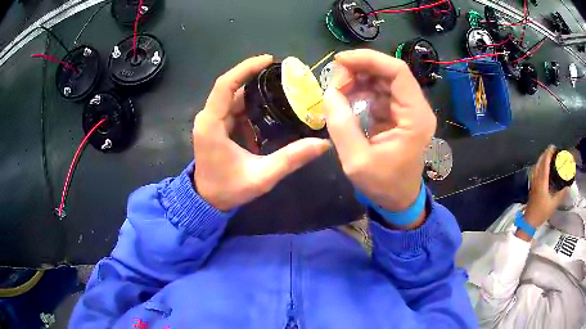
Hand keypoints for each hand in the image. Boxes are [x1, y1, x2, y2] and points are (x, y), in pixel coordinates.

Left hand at [193, 55, 329, 210]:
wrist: (207, 201)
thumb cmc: (228, 189)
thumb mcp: (261, 176)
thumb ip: (291, 159)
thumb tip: (322, 144)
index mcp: (212, 124)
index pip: (225, 85)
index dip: (246, 68)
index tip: (269, 60)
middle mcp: (209, 118)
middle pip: (232, 88)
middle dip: (257, 79)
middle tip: (286, 78)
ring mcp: (212, 122)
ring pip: (235, 98)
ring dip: (256, 93)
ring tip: (283, 90)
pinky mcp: (218, 127)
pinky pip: (235, 109)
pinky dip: (253, 106)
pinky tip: (272, 109)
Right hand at [323, 49, 435, 215]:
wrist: (398, 199)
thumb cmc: (383, 184)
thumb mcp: (357, 161)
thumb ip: (341, 125)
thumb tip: (329, 92)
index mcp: (415, 117)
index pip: (398, 72)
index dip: (369, 59)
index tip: (340, 62)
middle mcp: (416, 108)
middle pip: (389, 71)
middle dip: (359, 69)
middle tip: (334, 81)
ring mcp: (407, 109)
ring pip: (382, 79)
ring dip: (358, 78)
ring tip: (337, 91)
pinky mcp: (398, 113)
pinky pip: (379, 91)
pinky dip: (360, 90)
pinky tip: (346, 98)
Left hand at [524, 145, 568, 227]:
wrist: (529, 222)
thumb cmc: (541, 212)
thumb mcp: (553, 204)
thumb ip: (561, 195)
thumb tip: (568, 188)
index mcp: (542, 181)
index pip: (545, 162)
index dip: (549, 153)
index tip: (553, 147)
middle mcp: (536, 178)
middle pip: (540, 161)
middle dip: (545, 153)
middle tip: (552, 150)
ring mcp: (533, 182)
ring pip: (536, 165)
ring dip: (542, 158)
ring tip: (548, 156)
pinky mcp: (532, 186)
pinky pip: (535, 171)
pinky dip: (539, 165)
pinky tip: (542, 168)